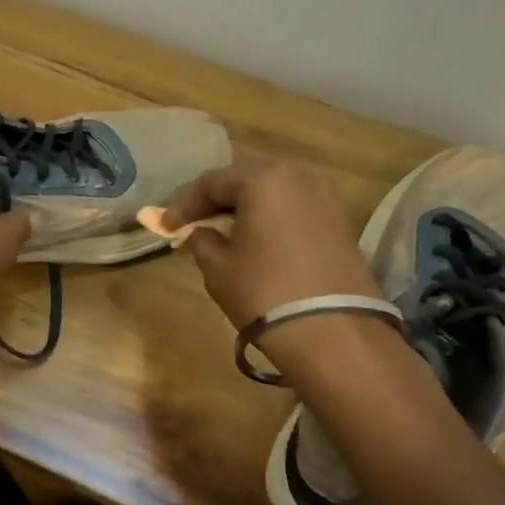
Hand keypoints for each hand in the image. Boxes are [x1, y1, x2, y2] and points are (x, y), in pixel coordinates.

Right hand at [163, 155, 381, 329]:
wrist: (332, 330)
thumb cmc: (264, 291)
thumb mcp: (217, 267)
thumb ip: (201, 240)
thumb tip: (199, 232)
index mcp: (264, 178)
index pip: (212, 181)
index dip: (183, 204)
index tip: (165, 225)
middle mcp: (298, 174)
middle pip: (245, 179)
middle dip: (215, 199)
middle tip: (191, 221)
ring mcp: (325, 194)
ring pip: (272, 190)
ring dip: (244, 206)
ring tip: (221, 228)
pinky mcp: (340, 218)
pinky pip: (293, 205)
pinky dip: (269, 215)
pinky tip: (253, 236)